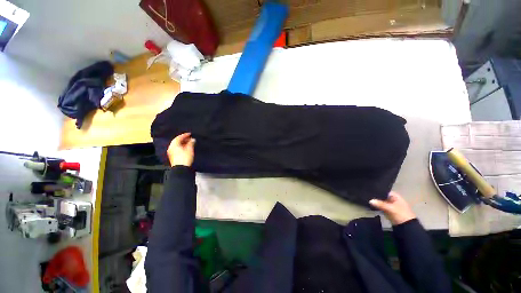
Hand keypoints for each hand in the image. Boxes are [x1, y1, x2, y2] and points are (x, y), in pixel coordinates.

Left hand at [167, 133, 195, 166]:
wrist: (181, 168)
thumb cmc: (185, 158)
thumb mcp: (189, 149)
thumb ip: (191, 143)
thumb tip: (192, 139)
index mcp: (174, 145)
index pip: (178, 137)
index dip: (184, 135)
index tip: (190, 134)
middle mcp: (171, 148)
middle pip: (177, 141)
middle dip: (183, 139)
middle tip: (190, 138)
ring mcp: (171, 152)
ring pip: (177, 145)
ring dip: (183, 143)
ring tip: (189, 143)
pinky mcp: (173, 156)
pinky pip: (177, 149)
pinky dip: (181, 147)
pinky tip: (186, 148)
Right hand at [369, 191, 415, 224]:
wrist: (406, 226)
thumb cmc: (400, 214)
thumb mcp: (390, 208)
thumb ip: (380, 204)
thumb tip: (370, 200)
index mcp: (396, 196)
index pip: (385, 191)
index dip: (378, 190)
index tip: (369, 190)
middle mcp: (393, 199)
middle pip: (382, 196)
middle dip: (376, 196)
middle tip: (367, 195)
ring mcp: (390, 205)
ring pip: (381, 202)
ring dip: (376, 202)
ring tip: (367, 199)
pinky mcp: (388, 211)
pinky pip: (381, 207)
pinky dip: (377, 206)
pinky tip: (370, 205)